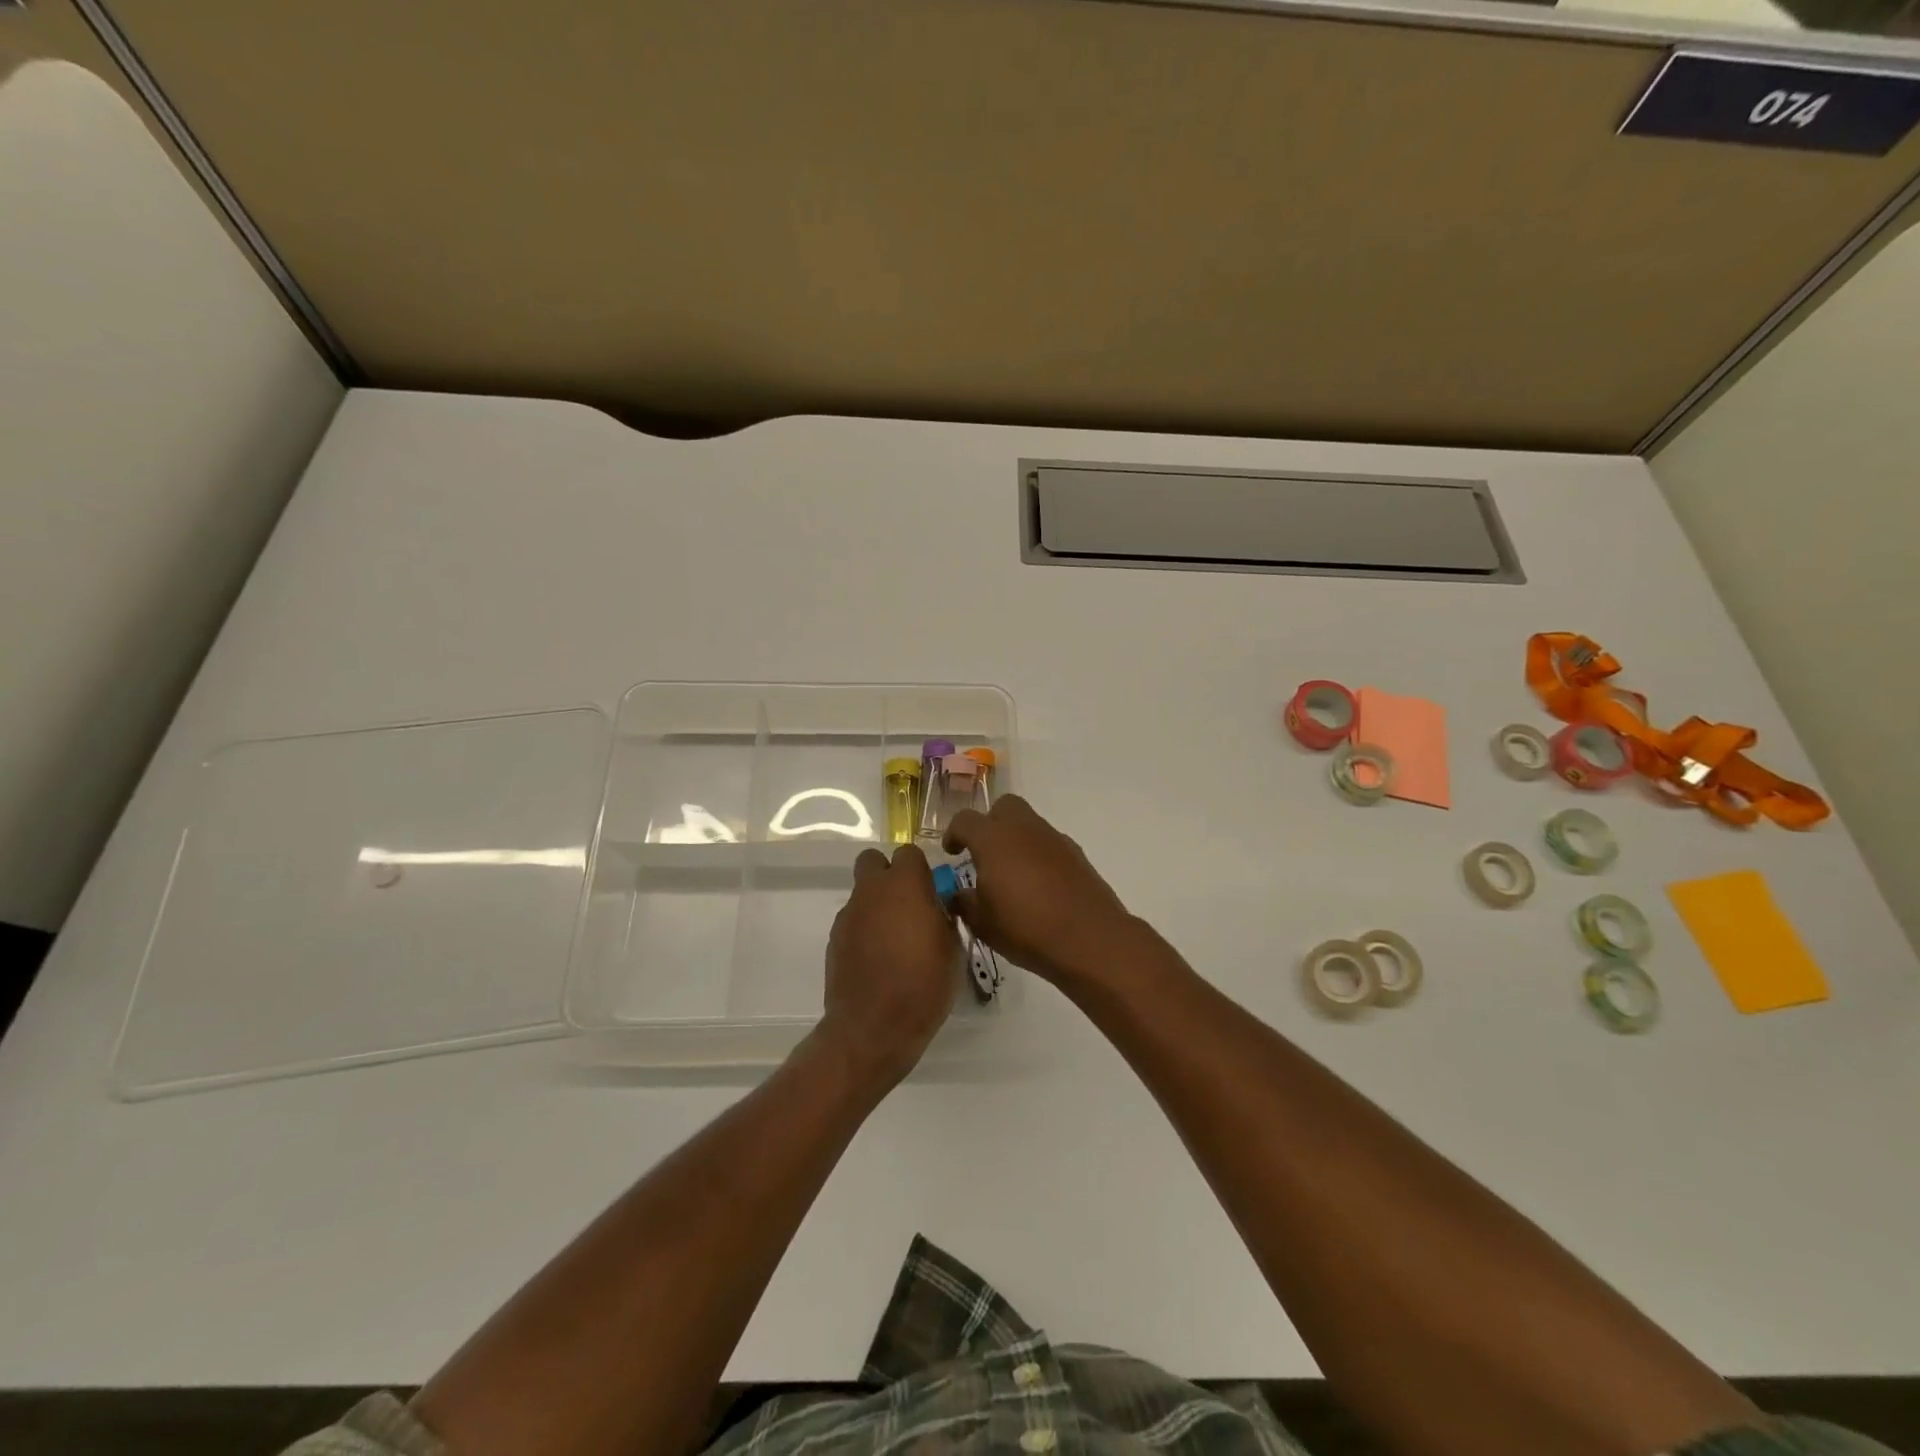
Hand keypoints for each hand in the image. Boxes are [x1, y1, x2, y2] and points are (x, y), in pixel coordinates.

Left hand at [820, 843, 958, 1087]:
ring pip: (863, 893)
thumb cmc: (924, 984)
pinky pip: (854, 921)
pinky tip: (878, 960)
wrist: (873, 1028)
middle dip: (889, 874)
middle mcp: (871, 891)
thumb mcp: (953, 948)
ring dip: (878, 906)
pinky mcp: (834, 939)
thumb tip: (936, 906)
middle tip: (908, 904)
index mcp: (904, 885)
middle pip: (873, 861)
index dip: (920, 869)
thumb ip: (944, 915)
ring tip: (895, 941)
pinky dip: (865, 931)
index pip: (908, 852)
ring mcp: (848, 915)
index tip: (932, 892)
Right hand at [942, 795, 1132, 984]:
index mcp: (993, 839)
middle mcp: (1024, 829)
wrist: (1089, 939)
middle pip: (1004, 807)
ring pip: (1029, 824)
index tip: (952, 853)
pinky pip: (1049, 844)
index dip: (954, 834)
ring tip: (1012, 875)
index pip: (965, 820)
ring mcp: (1054, 839)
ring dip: (1016, 840)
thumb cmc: (1026, 928)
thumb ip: (964, 903)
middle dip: (990, 824)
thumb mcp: (982, 923)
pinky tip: (1039, 887)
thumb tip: (958, 895)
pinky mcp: (1076, 854)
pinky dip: (1039, 856)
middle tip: (984, 854)